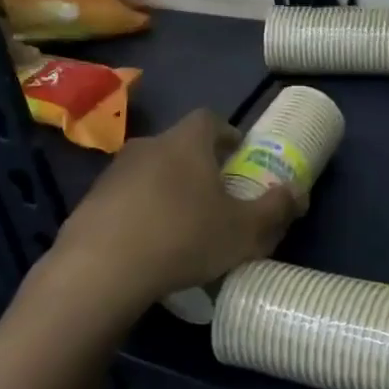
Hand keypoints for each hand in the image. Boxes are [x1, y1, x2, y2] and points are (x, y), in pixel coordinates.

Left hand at [52, 110, 303, 301]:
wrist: (101, 269)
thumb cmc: (184, 238)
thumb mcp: (244, 231)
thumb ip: (276, 209)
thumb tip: (298, 192)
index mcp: (186, 142)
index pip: (210, 119)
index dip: (227, 134)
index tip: (238, 155)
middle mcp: (148, 146)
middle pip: (179, 145)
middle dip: (199, 165)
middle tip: (216, 194)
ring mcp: (114, 172)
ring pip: (150, 171)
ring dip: (167, 188)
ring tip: (182, 223)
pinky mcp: (90, 201)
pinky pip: (125, 198)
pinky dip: (140, 211)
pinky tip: (148, 243)